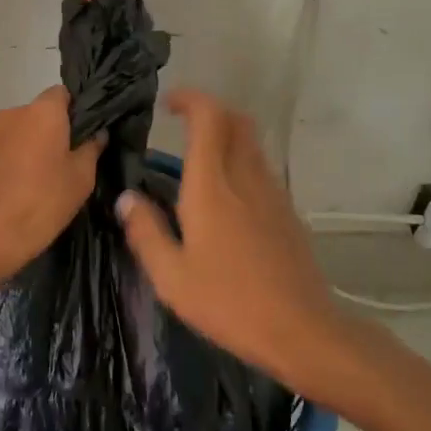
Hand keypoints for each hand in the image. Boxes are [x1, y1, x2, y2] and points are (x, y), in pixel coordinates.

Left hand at [0, 87, 102, 289]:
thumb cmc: (41, 204)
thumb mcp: (80, 180)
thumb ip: (91, 150)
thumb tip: (97, 133)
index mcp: (41, 113)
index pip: (61, 94)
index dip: (72, 112)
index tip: (79, 137)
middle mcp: (9, 115)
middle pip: (34, 116)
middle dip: (46, 135)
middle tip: (59, 166)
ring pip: (11, 137)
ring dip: (21, 151)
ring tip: (30, 186)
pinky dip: (0, 168)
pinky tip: (6, 196)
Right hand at [116, 90, 352, 389]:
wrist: (303, 331)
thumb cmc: (230, 303)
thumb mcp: (172, 277)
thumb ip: (146, 232)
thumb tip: (127, 198)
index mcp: (212, 185)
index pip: (209, 117)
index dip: (190, 99)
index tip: (168, 104)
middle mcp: (245, 177)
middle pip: (235, 120)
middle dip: (209, 111)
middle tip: (182, 125)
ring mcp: (272, 192)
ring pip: (251, 143)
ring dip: (226, 137)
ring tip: (198, 163)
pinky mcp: (287, 211)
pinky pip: (260, 169)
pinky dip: (240, 163)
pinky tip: (225, 200)